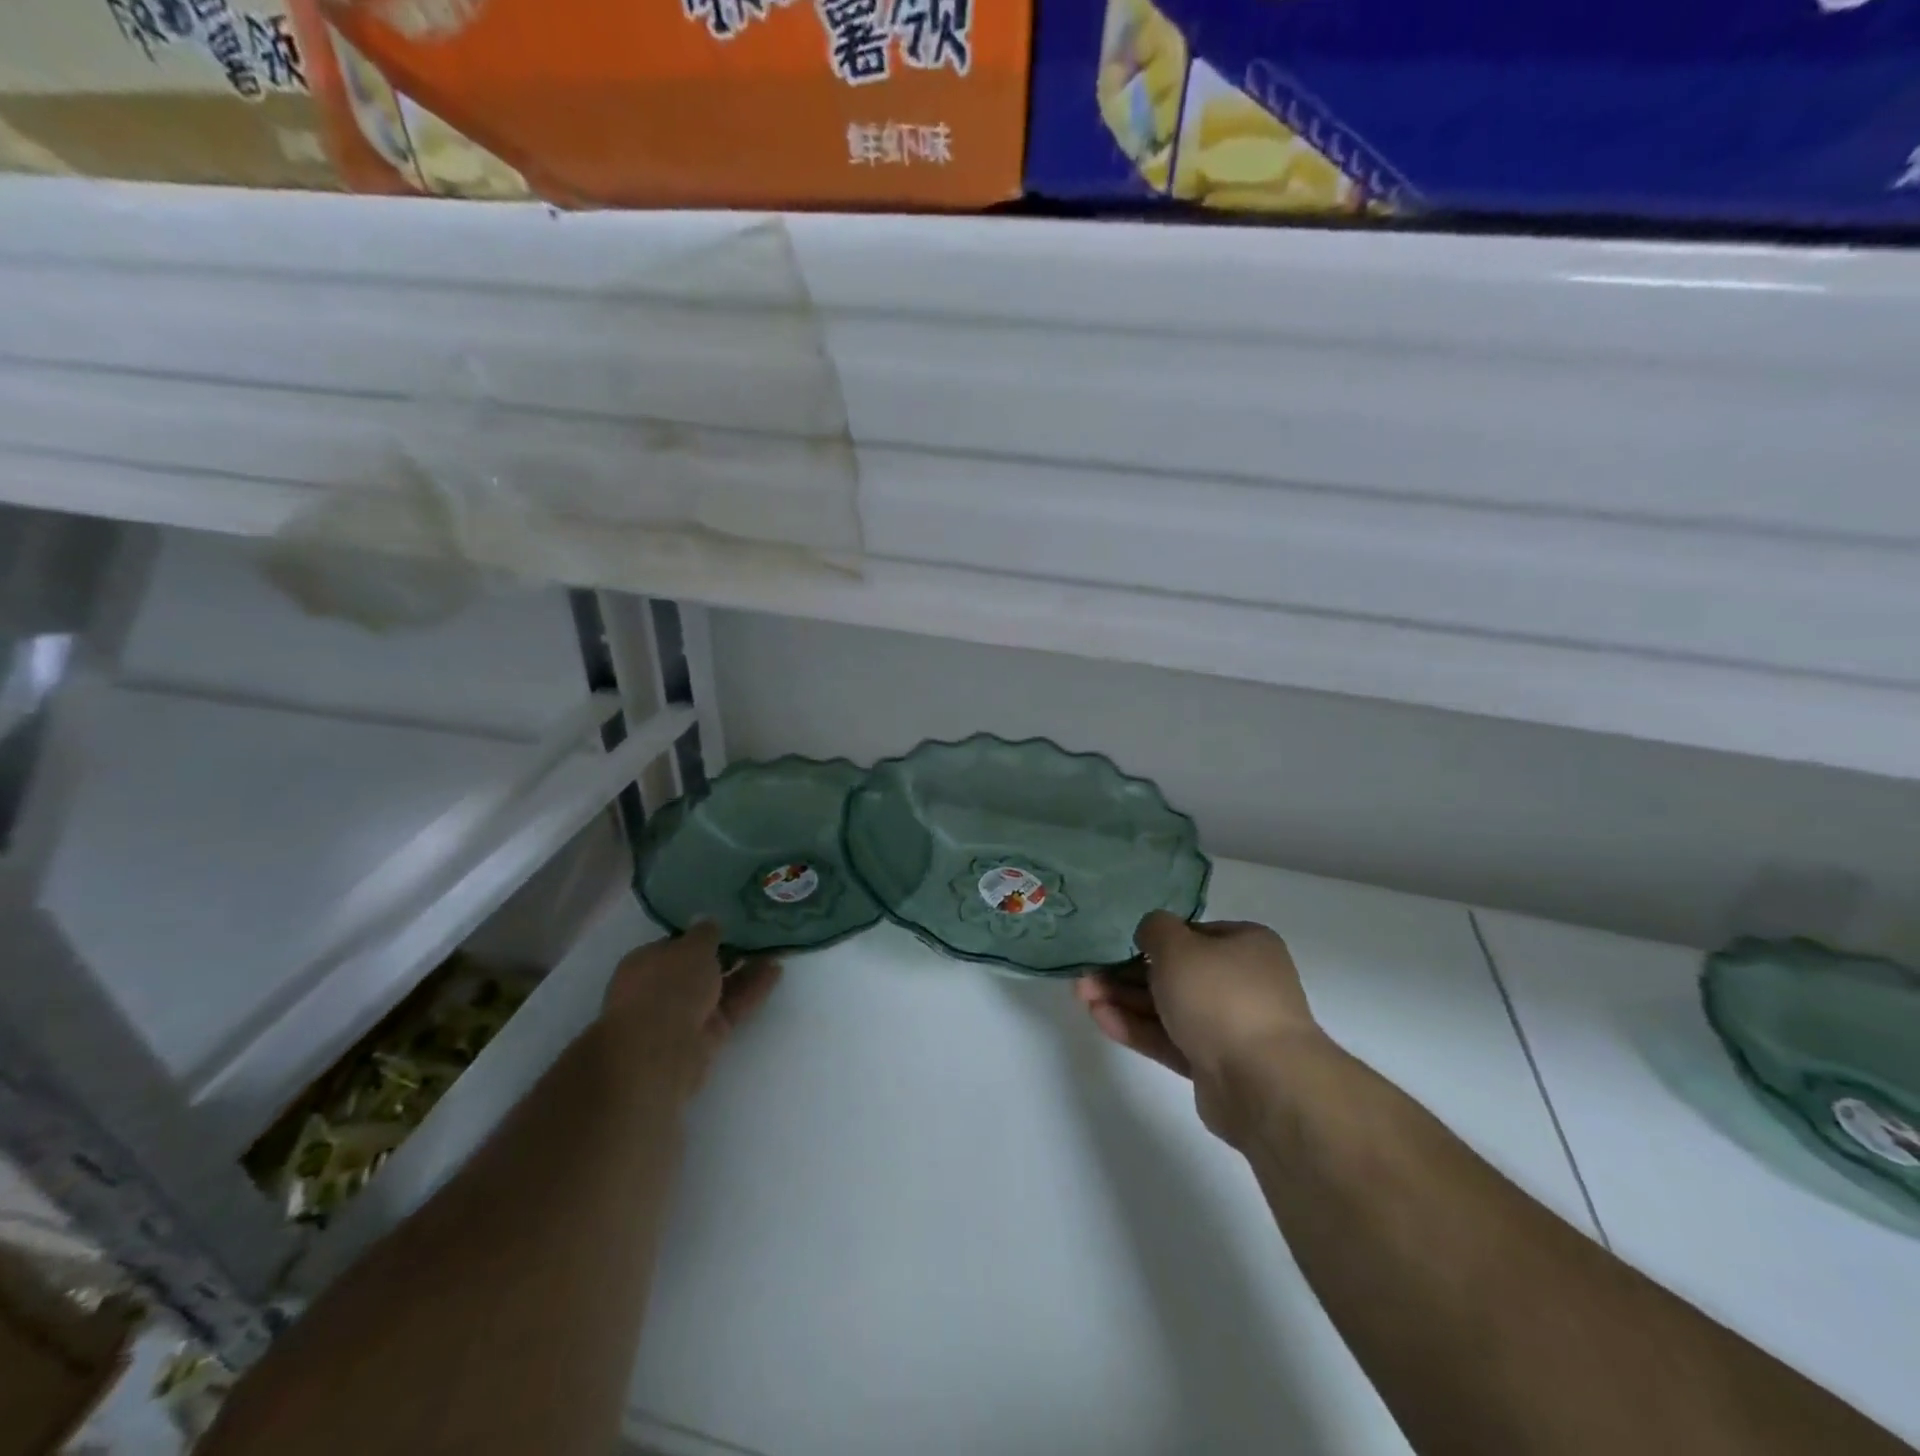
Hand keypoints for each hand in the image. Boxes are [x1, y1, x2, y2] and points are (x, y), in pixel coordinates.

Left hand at [600, 923, 781, 1099]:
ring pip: (720, 987)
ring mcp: (685, 1013)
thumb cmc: (668, 986)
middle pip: (700, 968)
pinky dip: (752, 990)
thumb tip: (708, 921)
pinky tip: (776, 972)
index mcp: (646, 963)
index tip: (729, 925)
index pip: (677, 945)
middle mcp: (663, 988)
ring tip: (776, 950)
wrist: (660, 1051)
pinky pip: (733, 1005)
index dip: (702, 936)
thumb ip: (705, 933)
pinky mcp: (707, 1034)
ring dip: (746, 971)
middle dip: (728, 954)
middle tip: (758, 936)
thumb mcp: (692, 947)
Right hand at [1076, 911, 1320, 1143]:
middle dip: (1126, 974)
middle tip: (1086, 976)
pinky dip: (1137, 1028)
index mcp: (1245, 945)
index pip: (1191, 934)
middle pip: (1174, 973)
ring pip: (1168, 1007)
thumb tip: (1150, 932)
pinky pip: (1170, 1038)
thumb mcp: (1178, 946)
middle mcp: (1241, 982)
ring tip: (1081, 996)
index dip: (1151, 939)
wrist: (1262, 1081)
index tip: (1116, 946)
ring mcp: (1229, 1026)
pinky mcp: (1214, 1064)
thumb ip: (1155, 929)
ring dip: (1124, 1000)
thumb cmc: (1220, 995)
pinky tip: (1100, 1018)